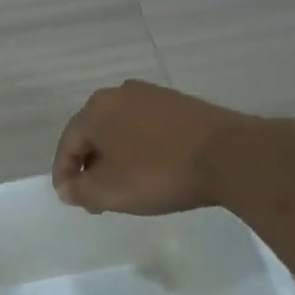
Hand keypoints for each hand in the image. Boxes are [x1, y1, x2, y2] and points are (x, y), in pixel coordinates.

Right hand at [51, 80, 248, 214]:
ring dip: (115, 159)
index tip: (71, 201)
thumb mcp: (107, 191)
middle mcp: (120, 93)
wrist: (230, 156)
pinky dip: (139, 150)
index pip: (67, 146)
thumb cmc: (158, 173)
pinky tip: (150, 171)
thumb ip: (77, 190)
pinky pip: (146, 129)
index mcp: (95, 109)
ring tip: (123, 188)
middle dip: (90, 168)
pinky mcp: (180, 104)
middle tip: (96, 199)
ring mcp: (153, 95)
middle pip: (93, 136)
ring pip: (120, 132)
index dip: (64, 176)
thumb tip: (67, 187)